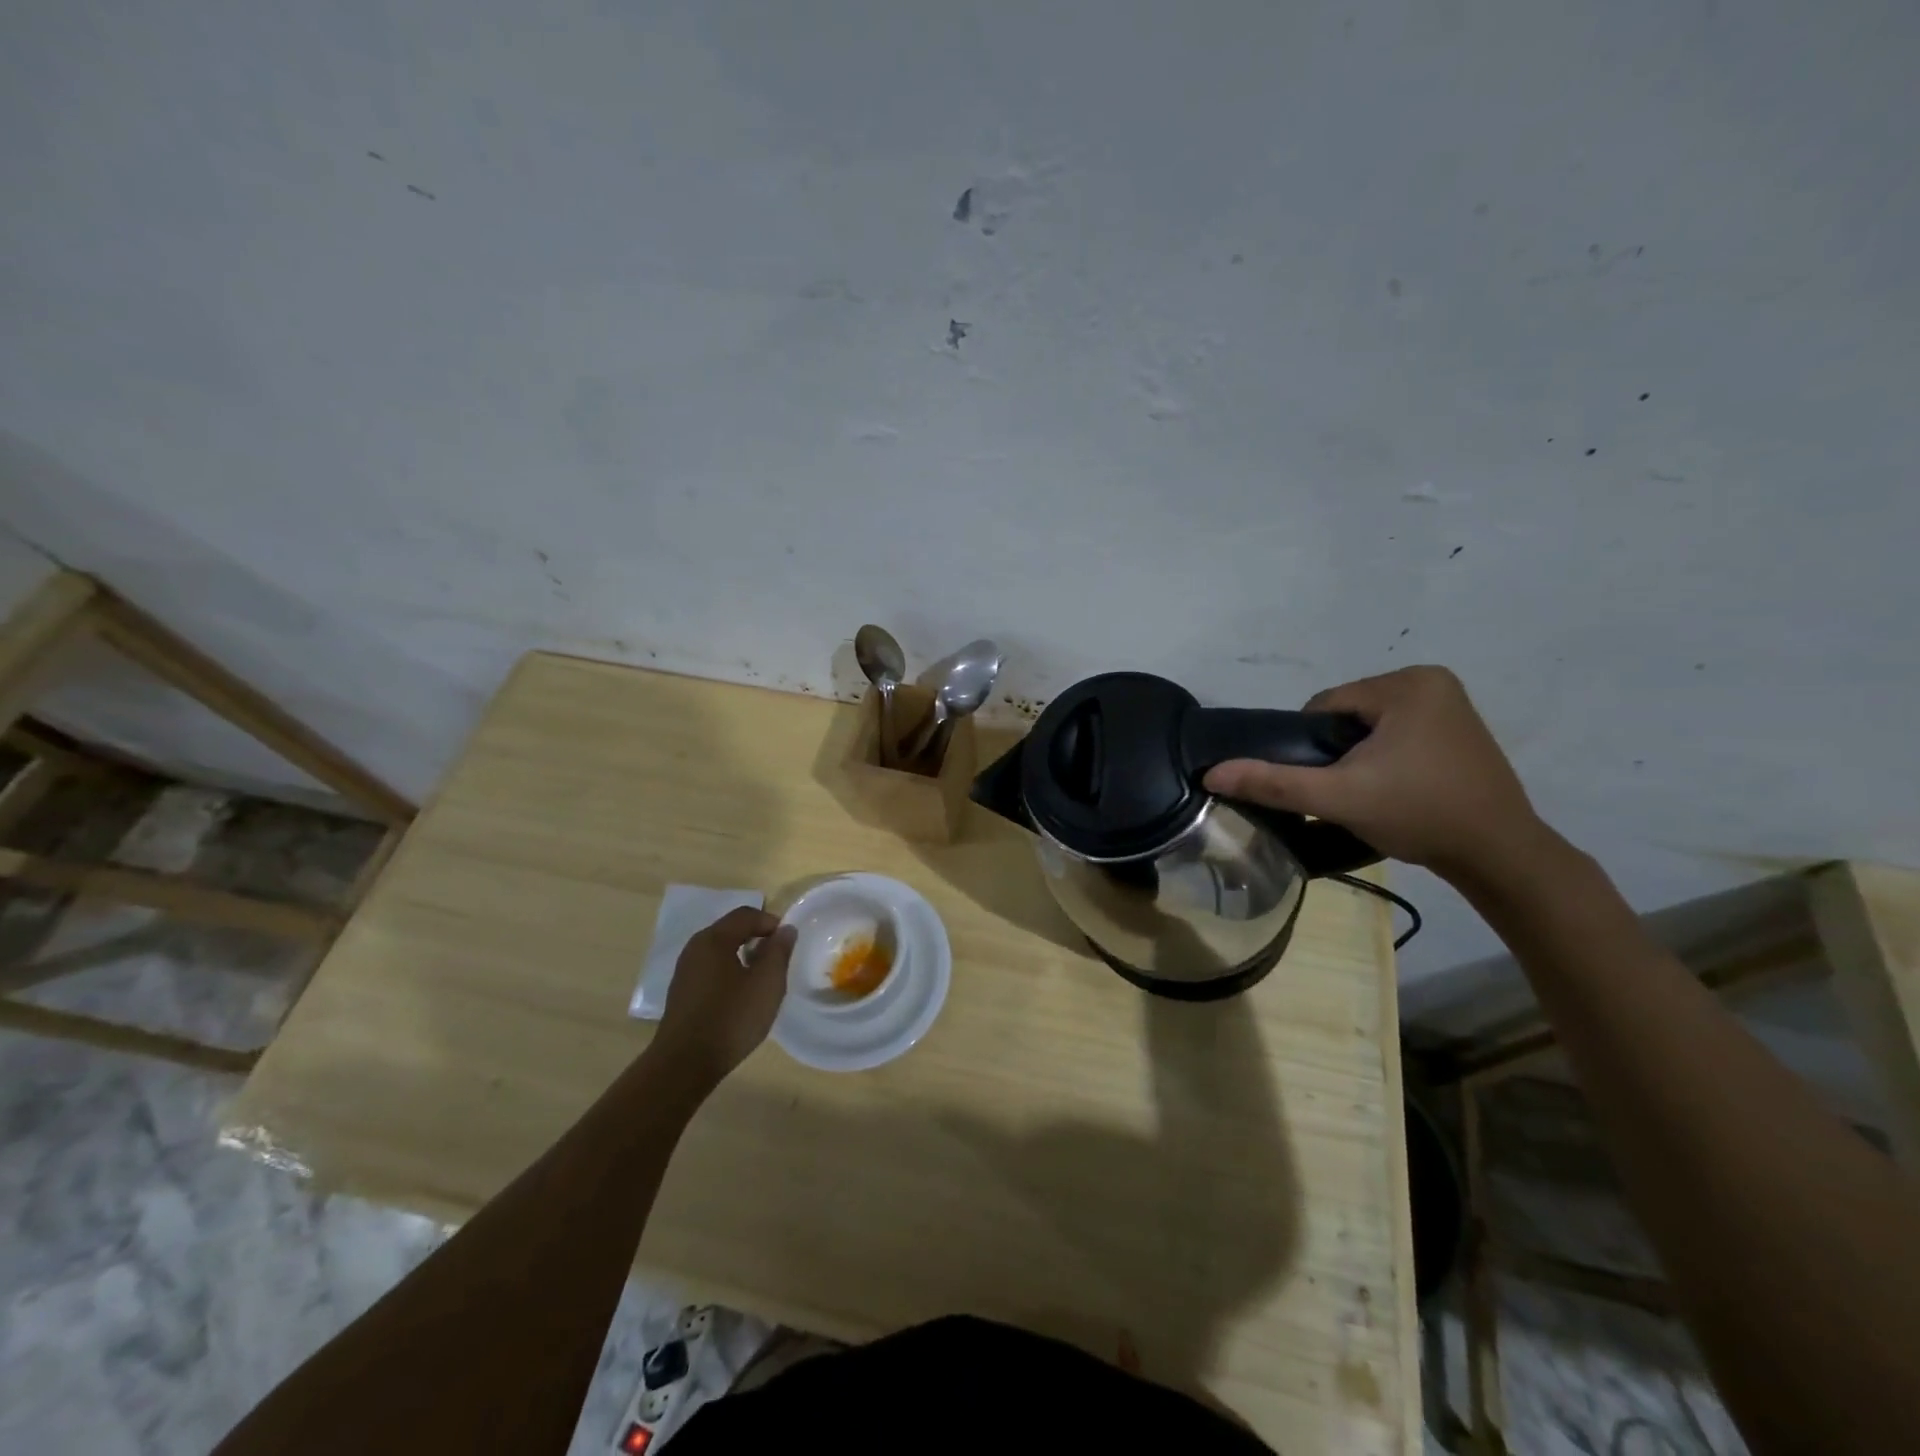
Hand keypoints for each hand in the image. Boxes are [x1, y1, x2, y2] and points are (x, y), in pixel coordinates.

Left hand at [648, 908, 796, 1093]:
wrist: (684, 1065)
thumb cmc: (731, 1018)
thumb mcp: (767, 983)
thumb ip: (779, 951)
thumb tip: (785, 930)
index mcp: (714, 939)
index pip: (746, 915)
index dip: (771, 922)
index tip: (787, 942)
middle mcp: (695, 948)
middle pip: (731, 930)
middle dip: (757, 938)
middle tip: (777, 959)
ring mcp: (685, 971)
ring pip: (720, 951)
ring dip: (743, 956)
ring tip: (761, 979)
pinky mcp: (682, 993)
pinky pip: (710, 970)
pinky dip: (729, 972)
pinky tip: (739, 997)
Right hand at [1202, 665, 1545, 882]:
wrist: (1499, 855)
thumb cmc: (1419, 814)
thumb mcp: (1337, 797)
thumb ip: (1273, 782)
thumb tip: (1212, 773)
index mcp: (1407, 683)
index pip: (1325, 706)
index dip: (1312, 747)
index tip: (1328, 784)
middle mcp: (1432, 681)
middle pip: (1348, 715)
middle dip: (1338, 753)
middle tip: (1350, 794)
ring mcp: (1452, 704)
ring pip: (1371, 727)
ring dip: (1360, 757)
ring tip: (1372, 795)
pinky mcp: (1460, 729)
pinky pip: (1399, 734)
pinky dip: (1387, 758)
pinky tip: (1397, 789)